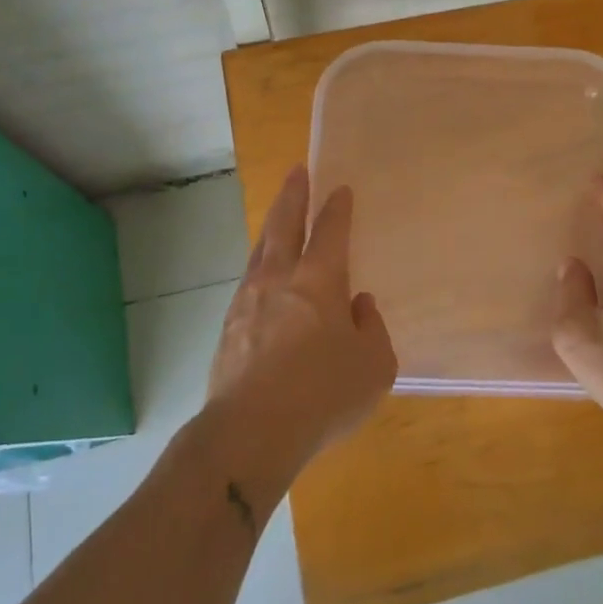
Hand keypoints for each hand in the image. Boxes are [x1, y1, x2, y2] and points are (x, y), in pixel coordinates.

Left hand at [207, 167, 396, 475]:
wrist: (251, 431)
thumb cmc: (323, 394)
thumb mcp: (373, 366)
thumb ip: (372, 329)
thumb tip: (359, 306)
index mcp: (320, 281)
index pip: (331, 231)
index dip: (337, 208)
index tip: (340, 189)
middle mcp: (281, 278)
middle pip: (285, 224)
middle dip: (293, 195)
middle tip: (296, 172)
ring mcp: (248, 300)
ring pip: (261, 249)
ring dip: (271, 226)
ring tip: (277, 215)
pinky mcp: (229, 326)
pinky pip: (248, 281)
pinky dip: (259, 266)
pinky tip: (262, 275)